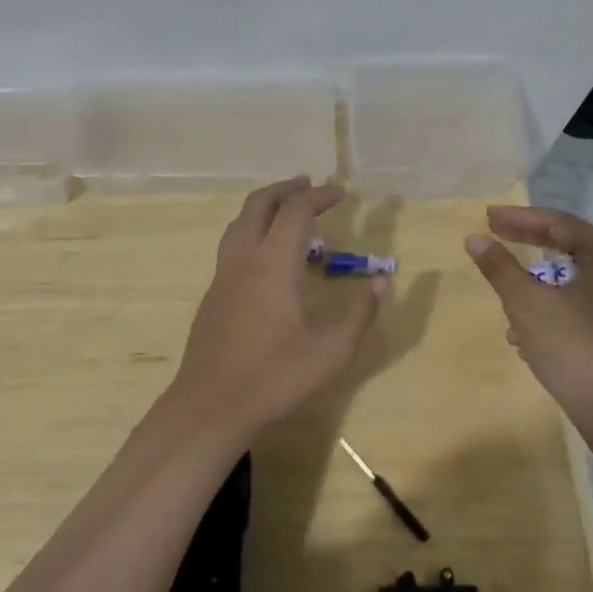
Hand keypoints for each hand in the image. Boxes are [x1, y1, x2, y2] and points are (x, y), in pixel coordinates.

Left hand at [170, 177, 385, 436]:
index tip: (342, 193)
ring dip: (265, 206)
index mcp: (274, 263)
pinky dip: (253, 230)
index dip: (320, 196)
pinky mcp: (213, 293)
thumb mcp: (331, 352)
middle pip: (260, 204)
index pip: (296, 211)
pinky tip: (268, 255)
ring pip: (240, 221)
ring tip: (288, 211)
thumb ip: (359, 314)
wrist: (210, 406)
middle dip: (286, 189)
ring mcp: (223, 274)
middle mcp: (244, 258)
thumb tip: (381, 282)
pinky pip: (233, 243)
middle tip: (310, 185)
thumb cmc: (274, 378)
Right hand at [465, 206, 592, 438]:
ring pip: (569, 276)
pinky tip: (522, 330)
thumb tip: (474, 239)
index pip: (559, 223)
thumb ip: (500, 267)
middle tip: (493, 234)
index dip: (520, 217)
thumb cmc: (574, 348)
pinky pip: (576, 301)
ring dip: (534, 278)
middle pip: (567, 245)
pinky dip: (548, 303)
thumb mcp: (527, 304)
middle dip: (526, 241)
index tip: (487, 216)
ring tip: (503, 283)